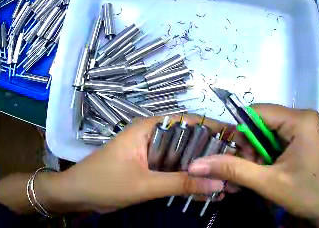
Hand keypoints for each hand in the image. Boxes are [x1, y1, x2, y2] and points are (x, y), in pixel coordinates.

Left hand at [45, 116, 228, 212]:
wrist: (78, 195)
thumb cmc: (103, 183)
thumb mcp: (144, 184)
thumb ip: (181, 182)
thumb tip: (219, 183)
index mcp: (149, 128)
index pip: (190, 122)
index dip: (215, 130)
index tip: (239, 142)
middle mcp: (154, 138)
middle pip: (190, 143)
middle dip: (214, 157)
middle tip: (238, 168)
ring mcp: (153, 156)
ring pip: (185, 161)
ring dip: (204, 173)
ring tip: (229, 183)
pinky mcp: (151, 171)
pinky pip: (176, 174)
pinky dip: (190, 183)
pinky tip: (209, 194)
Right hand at [187, 104, 318, 226]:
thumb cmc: (304, 195)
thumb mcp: (268, 183)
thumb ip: (232, 170)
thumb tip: (196, 164)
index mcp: (300, 120)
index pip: (257, 112)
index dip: (240, 133)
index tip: (233, 157)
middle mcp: (302, 118)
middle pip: (262, 124)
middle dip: (249, 149)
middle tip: (248, 173)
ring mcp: (303, 129)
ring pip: (266, 135)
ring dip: (256, 156)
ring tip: (256, 177)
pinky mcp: (302, 140)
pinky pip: (276, 142)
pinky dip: (265, 158)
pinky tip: (265, 174)